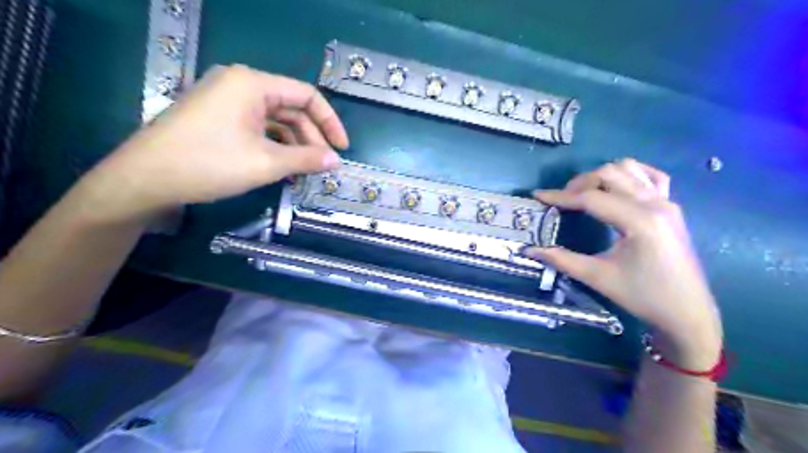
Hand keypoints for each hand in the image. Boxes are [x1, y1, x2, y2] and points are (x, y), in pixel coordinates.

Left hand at [77, 63, 349, 221]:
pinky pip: (257, 127)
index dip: (330, 122)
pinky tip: (283, 168)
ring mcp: (226, 100)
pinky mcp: (217, 117)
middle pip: (291, 108)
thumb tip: (336, 161)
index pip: (306, 96)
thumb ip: (306, 159)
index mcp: (253, 84)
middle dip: (311, 138)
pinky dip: (274, 146)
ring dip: (294, 145)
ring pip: (274, 120)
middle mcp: (240, 85)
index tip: (342, 149)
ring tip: (304, 172)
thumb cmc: (210, 164)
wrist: (144, 179)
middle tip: (323, 166)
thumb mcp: (266, 163)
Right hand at [528, 160, 722, 368]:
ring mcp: (667, 202)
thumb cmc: (642, 296)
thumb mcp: (597, 277)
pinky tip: (617, 186)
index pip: (591, 198)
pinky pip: (651, 176)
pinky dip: (630, 174)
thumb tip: (529, 250)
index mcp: (639, 221)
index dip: (560, 196)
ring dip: (601, 176)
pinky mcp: (672, 207)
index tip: (538, 196)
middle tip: (561, 201)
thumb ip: (561, 259)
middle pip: (609, 174)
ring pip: (629, 169)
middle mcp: (655, 203)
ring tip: (584, 195)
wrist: (687, 312)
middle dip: (579, 183)